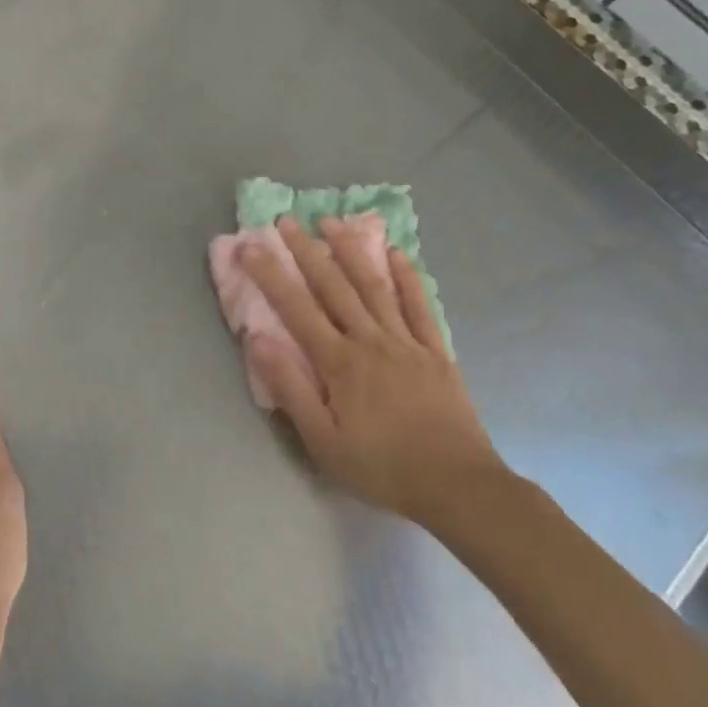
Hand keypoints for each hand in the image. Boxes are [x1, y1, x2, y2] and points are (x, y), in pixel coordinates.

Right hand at [240, 217, 507, 533]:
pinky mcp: (436, 351)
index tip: (249, 246)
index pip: (296, 309)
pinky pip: (419, 305)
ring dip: (351, 250)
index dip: (270, 275)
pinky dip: (408, 277)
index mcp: (339, 363)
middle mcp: (370, 340)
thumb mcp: (324, 442)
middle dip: (306, 251)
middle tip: (286, 220)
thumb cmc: (382, 468)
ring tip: (331, 221)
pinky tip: (397, 253)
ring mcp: (406, 342)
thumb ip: (290, 389)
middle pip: (333, 286)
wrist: (458, 486)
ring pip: (374, 286)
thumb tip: (258, 340)